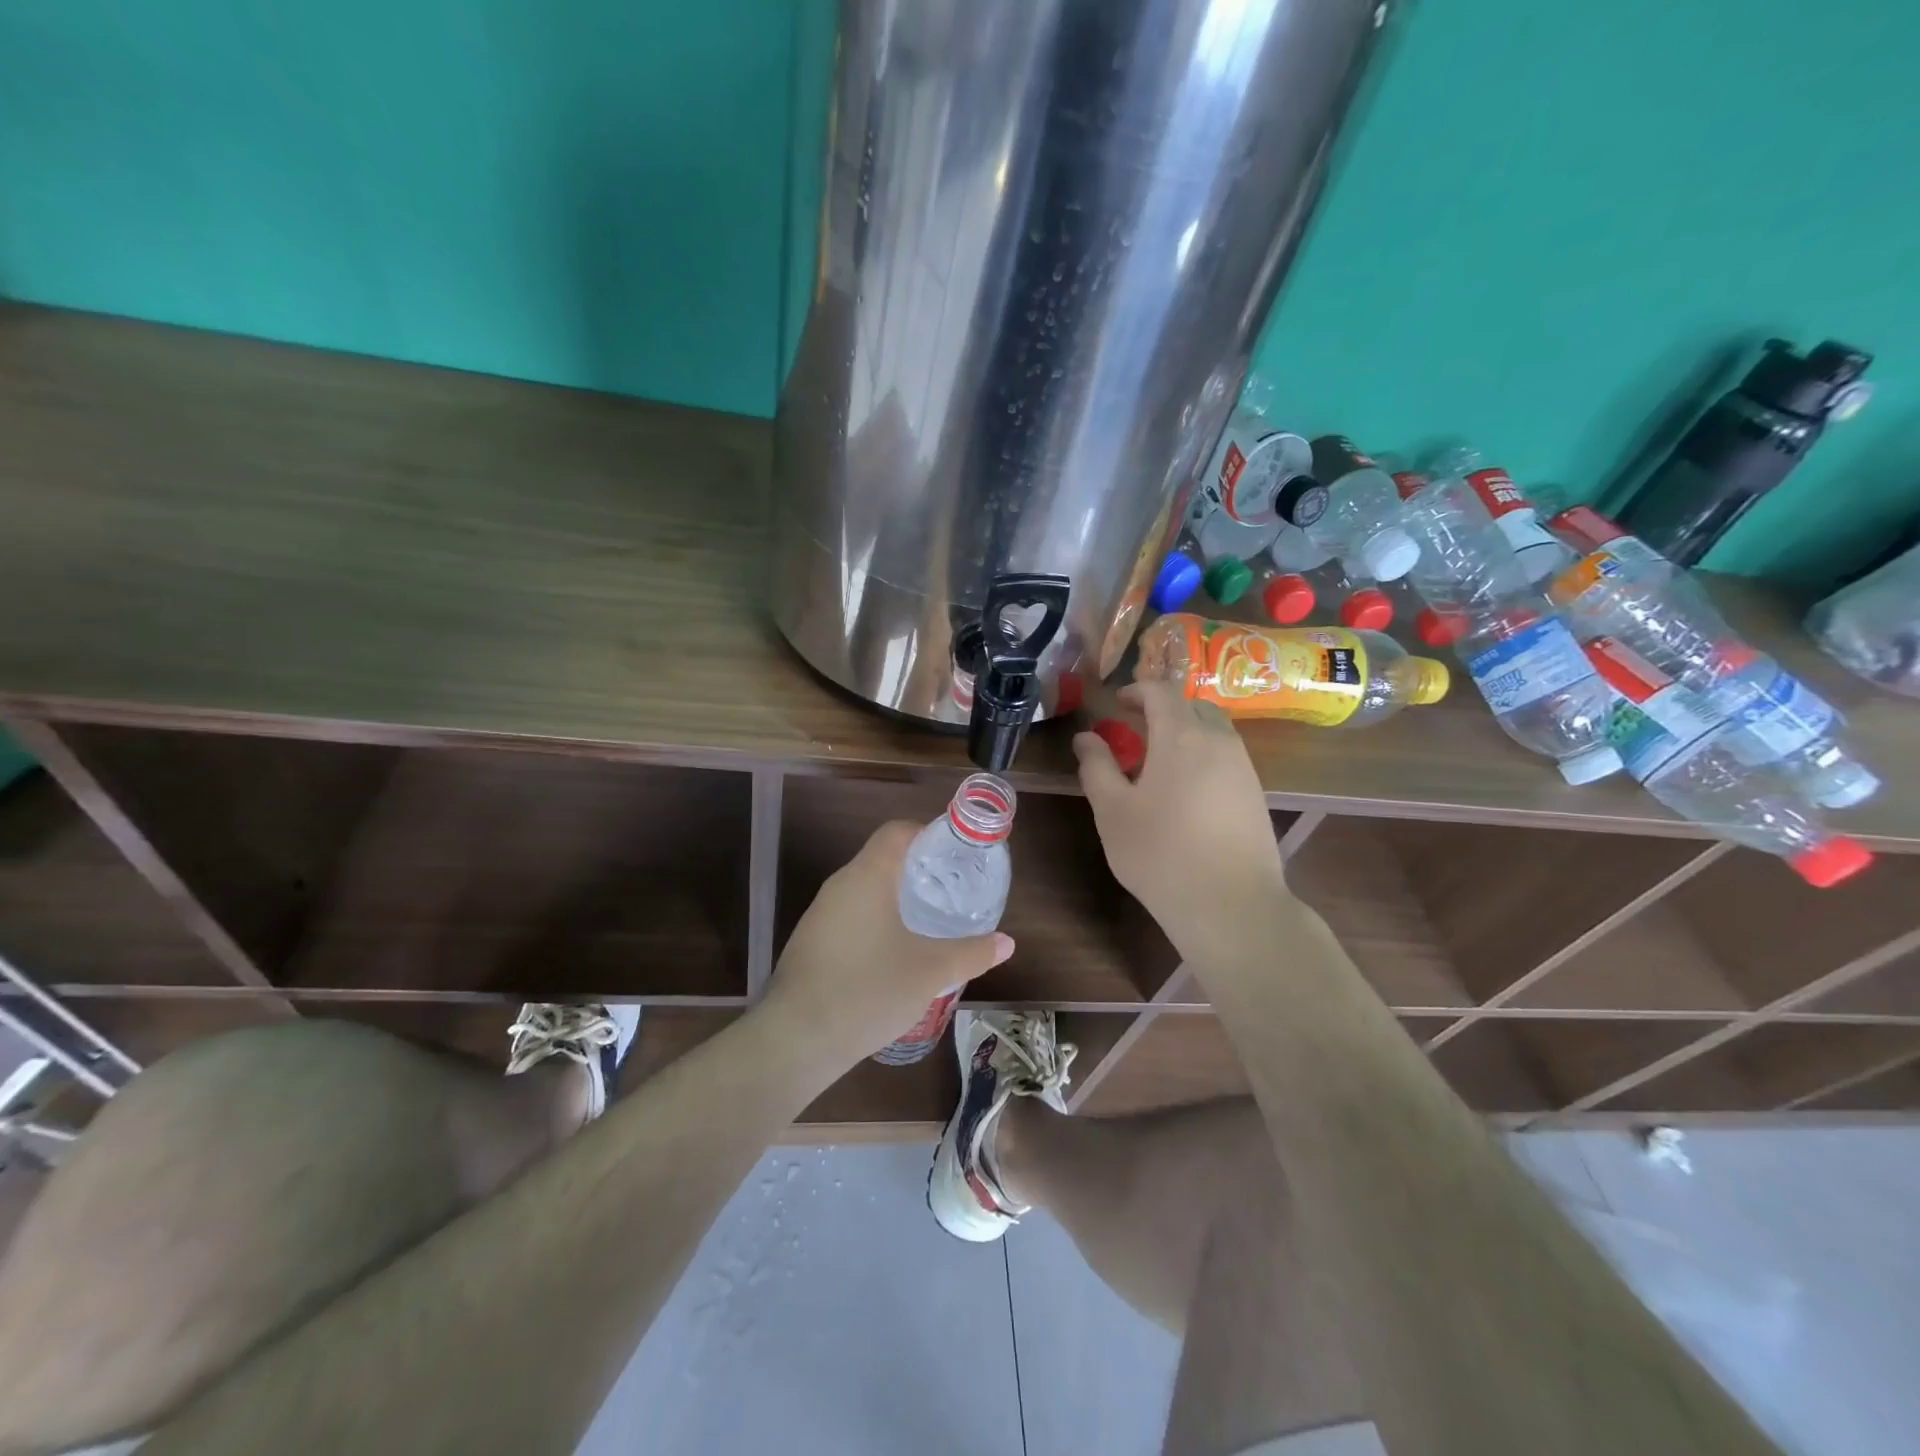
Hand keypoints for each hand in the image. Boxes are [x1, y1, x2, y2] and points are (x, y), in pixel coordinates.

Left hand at [763, 821, 1014, 1069]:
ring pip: (864, 890)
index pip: (896, 831)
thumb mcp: (931, 972)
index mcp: (868, 876)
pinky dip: (874, 922)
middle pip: (881, 859)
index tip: (954, 856)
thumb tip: (1007, 943)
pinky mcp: (809, 942)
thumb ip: (972, 953)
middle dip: (917, 870)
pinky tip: (891, 955)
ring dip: (894, 899)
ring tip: (927, 923)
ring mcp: (819, 914)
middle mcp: (840, 885)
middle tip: (950, 891)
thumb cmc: (869, 990)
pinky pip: (849, 916)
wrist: (796, 1039)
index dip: (927, 835)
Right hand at [1073, 679, 1288, 958]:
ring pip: (1213, 731)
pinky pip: (1227, 757)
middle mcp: (1219, 742)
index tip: (1116, 703)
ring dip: (1185, 733)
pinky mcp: (1256, 795)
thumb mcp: (1113, 811)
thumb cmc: (1161, 854)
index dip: (1137, 691)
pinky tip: (1186, 792)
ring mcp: (1244, 768)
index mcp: (1181, 736)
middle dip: (1163, 709)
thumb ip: (1097, 767)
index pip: (1162, 692)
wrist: (1232, 906)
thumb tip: (1086, 737)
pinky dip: (1203, 756)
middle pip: (1192, 706)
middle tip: (1135, 730)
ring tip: (1158, 763)